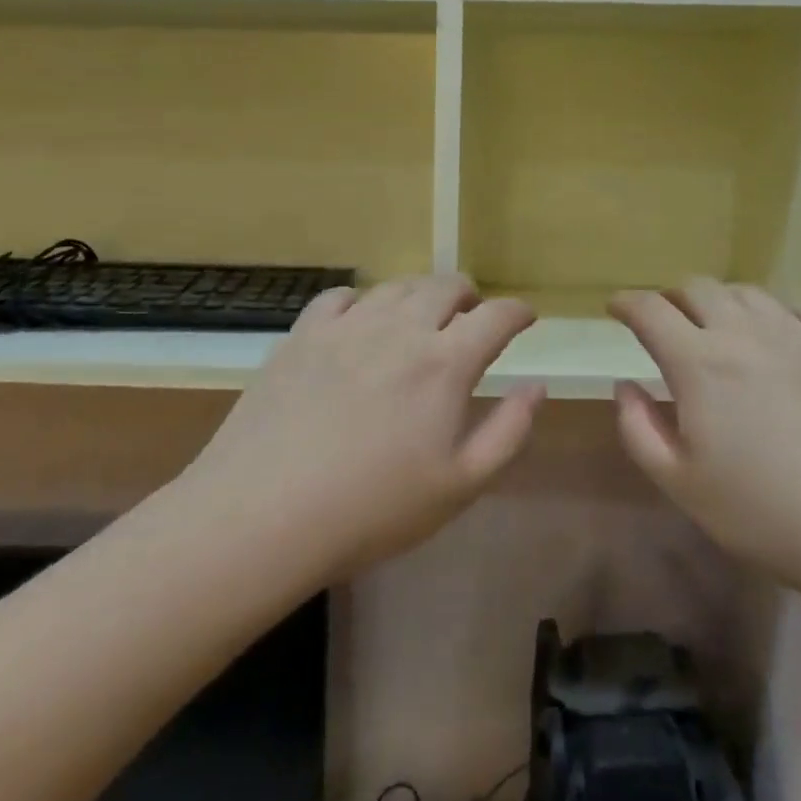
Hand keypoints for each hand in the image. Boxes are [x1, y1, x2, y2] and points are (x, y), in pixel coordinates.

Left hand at [187, 274, 545, 579]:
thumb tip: (536, 386)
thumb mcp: (460, 486)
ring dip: (420, 295)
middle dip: (469, 296)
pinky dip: (363, 301)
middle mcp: (400, 329)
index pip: (496, 317)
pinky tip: (360, 322)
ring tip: (420, 318)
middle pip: (446, 286)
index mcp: (445, 363)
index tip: (525, 319)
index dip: (517, 313)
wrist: (264, 514)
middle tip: (471, 317)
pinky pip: (341, 297)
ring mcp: (347, 326)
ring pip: (397, 287)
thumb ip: (509, 431)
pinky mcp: (303, 334)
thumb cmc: (372, 509)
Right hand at [610, 279, 800, 603]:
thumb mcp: (684, 486)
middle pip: (698, 288)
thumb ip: (639, 430)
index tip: (616, 308)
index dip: (627, 302)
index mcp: (699, 362)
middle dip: (673, 297)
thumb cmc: (771, 515)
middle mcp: (745, 332)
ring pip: (747, 293)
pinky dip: (774, 317)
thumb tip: (624, 385)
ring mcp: (799, 333)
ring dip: (722, 303)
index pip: (650, 309)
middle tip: (668, 321)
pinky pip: (798, 310)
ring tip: (722, 329)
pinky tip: (780, 342)